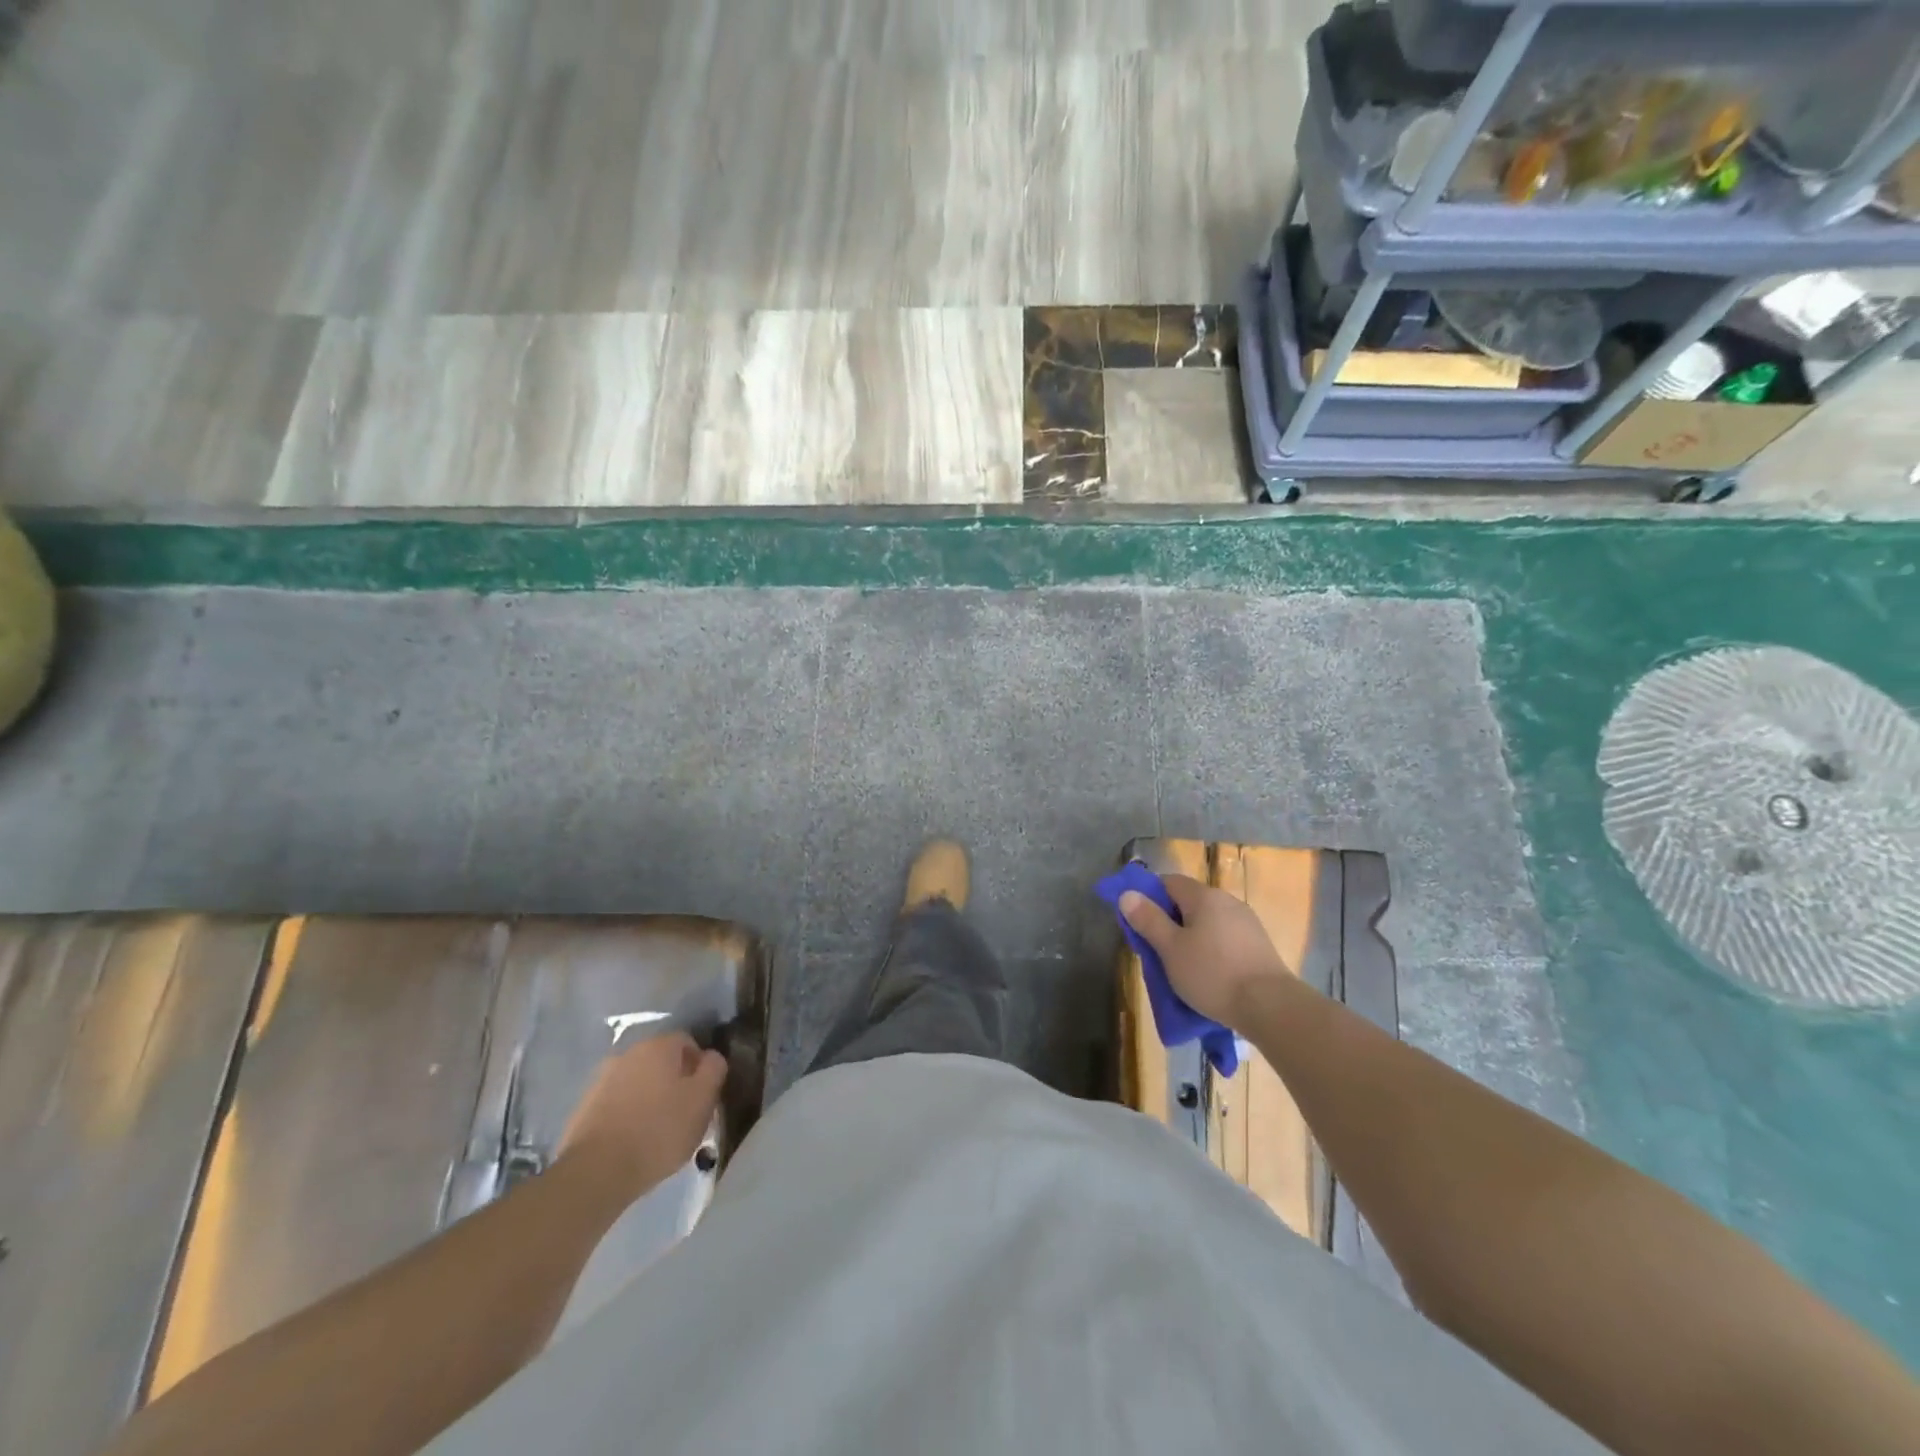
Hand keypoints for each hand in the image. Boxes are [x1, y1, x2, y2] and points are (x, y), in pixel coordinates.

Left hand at [557, 1031, 727, 1202]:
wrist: (596, 1172)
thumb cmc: (659, 1131)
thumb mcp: (702, 1100)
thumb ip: (713, 1070)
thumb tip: (711, 1057)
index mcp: (658, 1046)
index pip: (687, 1041)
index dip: (700, 1065)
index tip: (703, 1094)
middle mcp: (628, 1053)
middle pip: (660, 1061)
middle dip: (673, 1081)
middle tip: (683, 1113)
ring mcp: (601, 1080)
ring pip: (636, 1082)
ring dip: (648, 1098)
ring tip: (656, 1131)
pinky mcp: (583, 1108)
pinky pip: (615, 1104)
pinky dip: (626, 1115)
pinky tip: (631, 1141)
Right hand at [1120, 874, 1292, 1030]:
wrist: (1271, 1007)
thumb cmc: (1212, 973)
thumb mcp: (1170, 949)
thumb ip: (1148, 920)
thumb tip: (1127, 894)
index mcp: (1204, 896)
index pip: (1168, 882)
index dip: (1148, 897)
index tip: (1138, 922)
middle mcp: (1228, 902)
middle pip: (1188, 903)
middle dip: (1169, 922)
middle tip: (1155, 950)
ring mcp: (1247, 924)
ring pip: (1207, 924)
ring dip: (1189, 939)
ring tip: (1180, 969)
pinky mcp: (1259, 947)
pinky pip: (1224, 941)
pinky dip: (1210, 951)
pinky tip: (1207, 976)